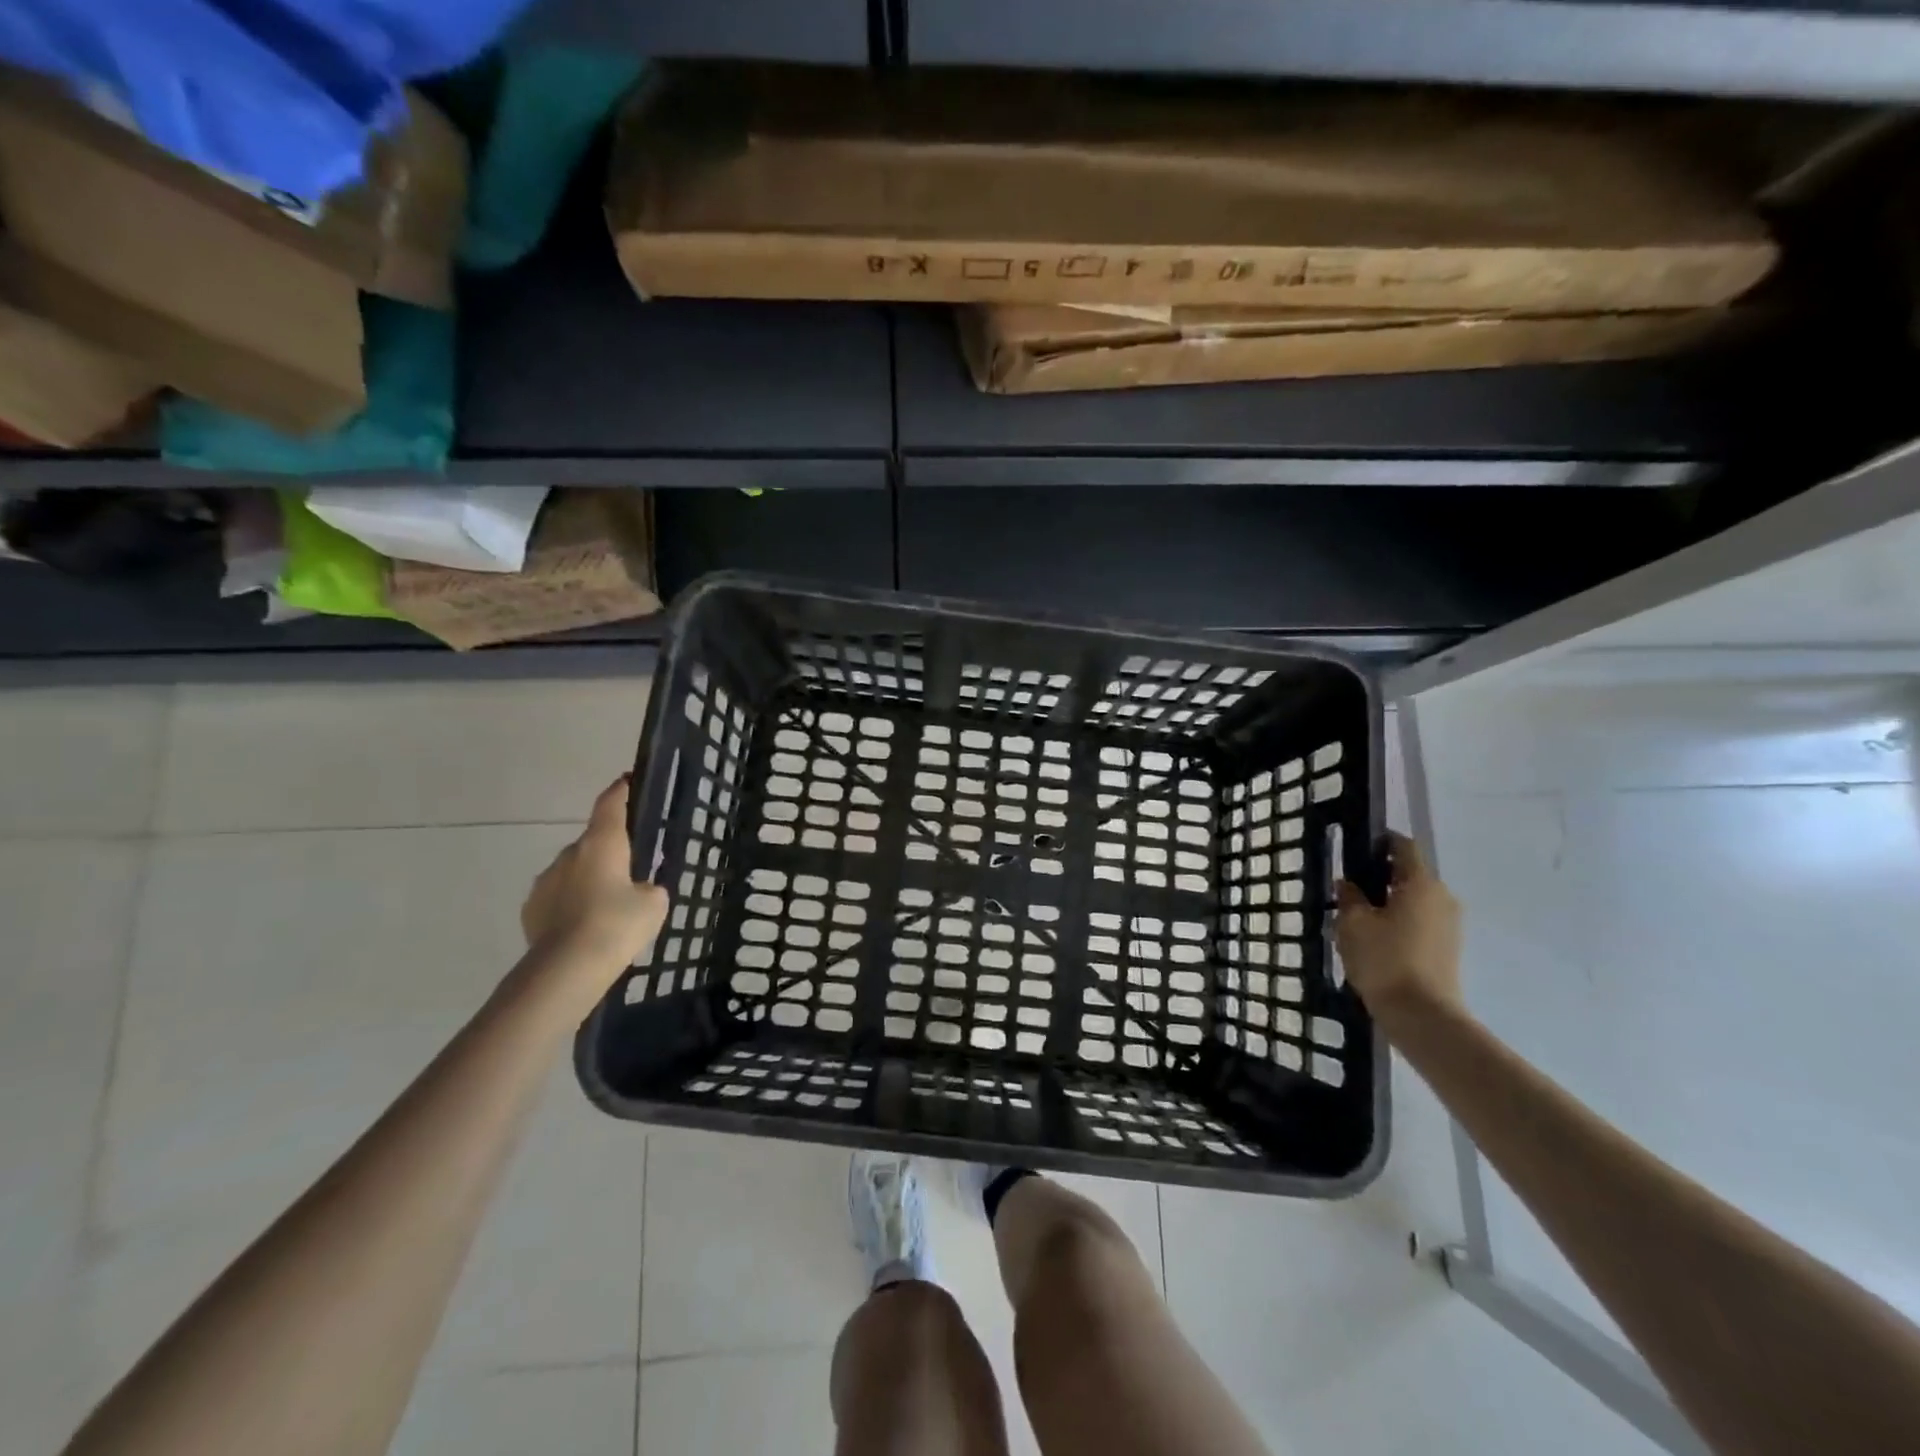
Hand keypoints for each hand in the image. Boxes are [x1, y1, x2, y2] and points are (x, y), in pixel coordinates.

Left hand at [522, 777, 669, 971]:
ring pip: (574, 870)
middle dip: (610, 852)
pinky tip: (585, 927)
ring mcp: (545, 881)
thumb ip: (649, 888)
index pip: (611, 803)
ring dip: (590, 880)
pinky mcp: (531, 909)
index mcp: (602, 842)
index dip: (621, 791)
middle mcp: (570, 853)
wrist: (566, 969)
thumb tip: (637, 889)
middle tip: (631, 873)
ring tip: (607, 909)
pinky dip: (572, 904)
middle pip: (593, 841)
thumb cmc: (617, 924)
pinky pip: (558, 897)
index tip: (628, 782)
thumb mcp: (654, 903)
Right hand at [1334, 830, 1460, 1019]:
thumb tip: (1348, 884)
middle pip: (1409, 874)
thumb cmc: (1384, 960)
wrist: (1422, 1016)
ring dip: (1389, 902)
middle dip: (1380, 876)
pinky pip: (1420, 921)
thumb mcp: (1352, 923)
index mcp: (1420, 883)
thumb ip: (1349, 896)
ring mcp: (1450, 924)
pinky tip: (1376, 940)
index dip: (1379, 842)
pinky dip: (1399, 922)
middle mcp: (1442, 897)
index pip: (1403, 846)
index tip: (1355, 850)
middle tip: (1349, 890)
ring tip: (1358, 919)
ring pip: (1414, 900)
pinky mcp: (1448, 947)